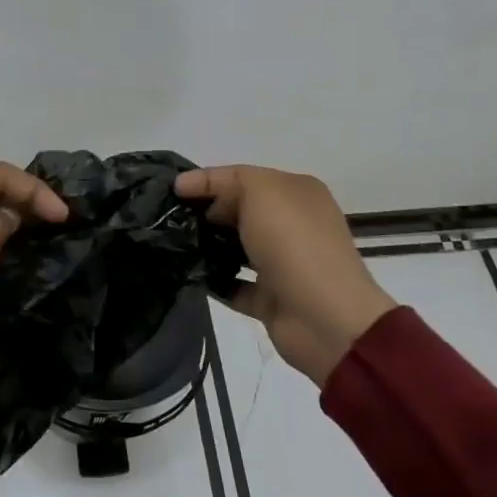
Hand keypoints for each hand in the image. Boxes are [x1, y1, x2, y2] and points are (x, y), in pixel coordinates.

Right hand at [175, 165, 395, 386]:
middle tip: (170, 217)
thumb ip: (228, 181)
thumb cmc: (294, 244)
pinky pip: (235, 284)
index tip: (171, 190)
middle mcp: (293, 224)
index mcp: (296, 192)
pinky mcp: (272, 298)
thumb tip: (201, 195)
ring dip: (208, 245)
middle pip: (239, 210)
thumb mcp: (261, 191)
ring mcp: (283, 263)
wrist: (325, 320)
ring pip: (236, 246)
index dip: (206, 179)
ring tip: (173, 244)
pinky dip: (215, 280)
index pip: (243, 177)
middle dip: (206, 211)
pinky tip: (189, 274)